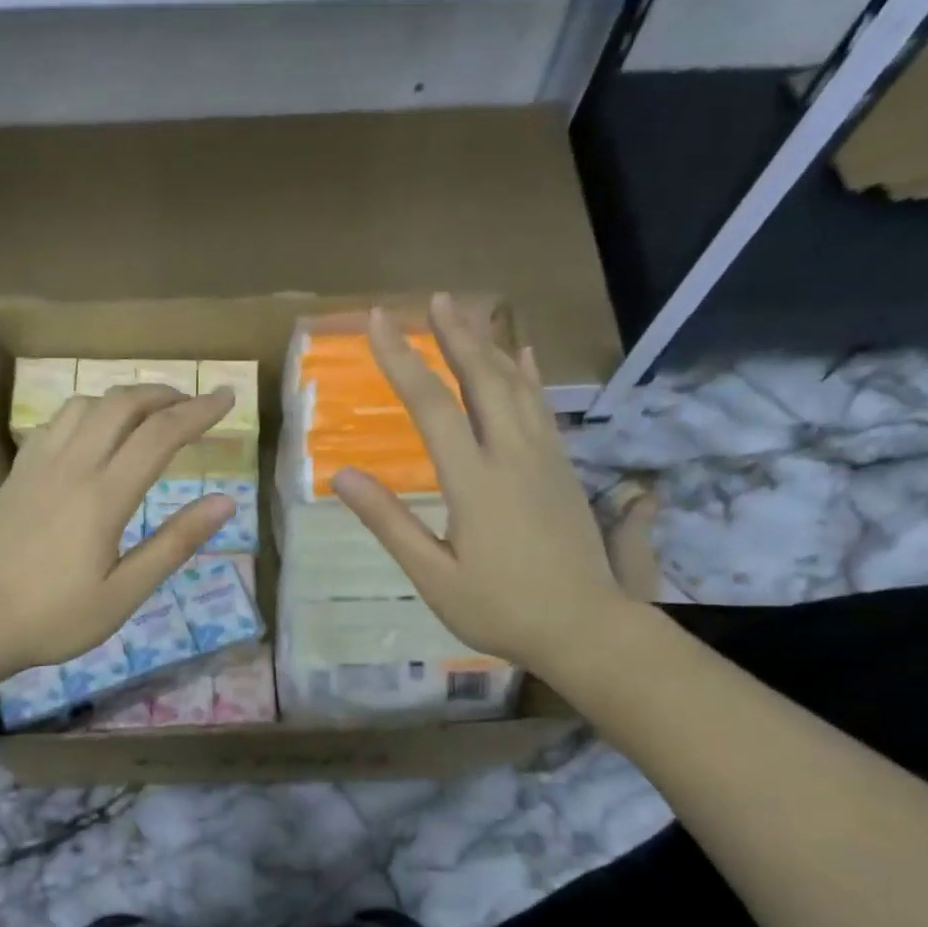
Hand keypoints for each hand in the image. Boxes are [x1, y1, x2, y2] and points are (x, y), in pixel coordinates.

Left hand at [0, 384, 235, 676]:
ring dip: (124, 399)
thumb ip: (175, 544)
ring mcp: (38, 466)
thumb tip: (225, 503)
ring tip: (150, 415)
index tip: (228, 398)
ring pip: (85, 405)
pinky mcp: (16, 474)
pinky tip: (94, 434)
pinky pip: (55, 422)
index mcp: (103, 496)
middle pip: (122, 405)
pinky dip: (88, 412)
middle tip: (194, 403)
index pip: (160, 435)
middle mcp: (71, 467)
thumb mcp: (124, 594)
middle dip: (164, 394)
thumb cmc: (55, 618)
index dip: (199, 411)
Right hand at [331, 294, 633, 680]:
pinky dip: (529, 375)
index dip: (402, 361)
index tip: (379, 323)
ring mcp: (544, 459)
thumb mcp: (433, 576)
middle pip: (482, 379)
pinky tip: (523, 355)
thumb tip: (343, 476)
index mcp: (474, 482)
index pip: (432, 407)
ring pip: (517, 386)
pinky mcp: (563, 469)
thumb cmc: (499, 609)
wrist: (584, 628)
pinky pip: (543, 408)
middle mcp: (512, 456)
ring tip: (469, 313)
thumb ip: (390, 523)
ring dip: (490, 345)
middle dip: (454, 336)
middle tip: (433, 298)